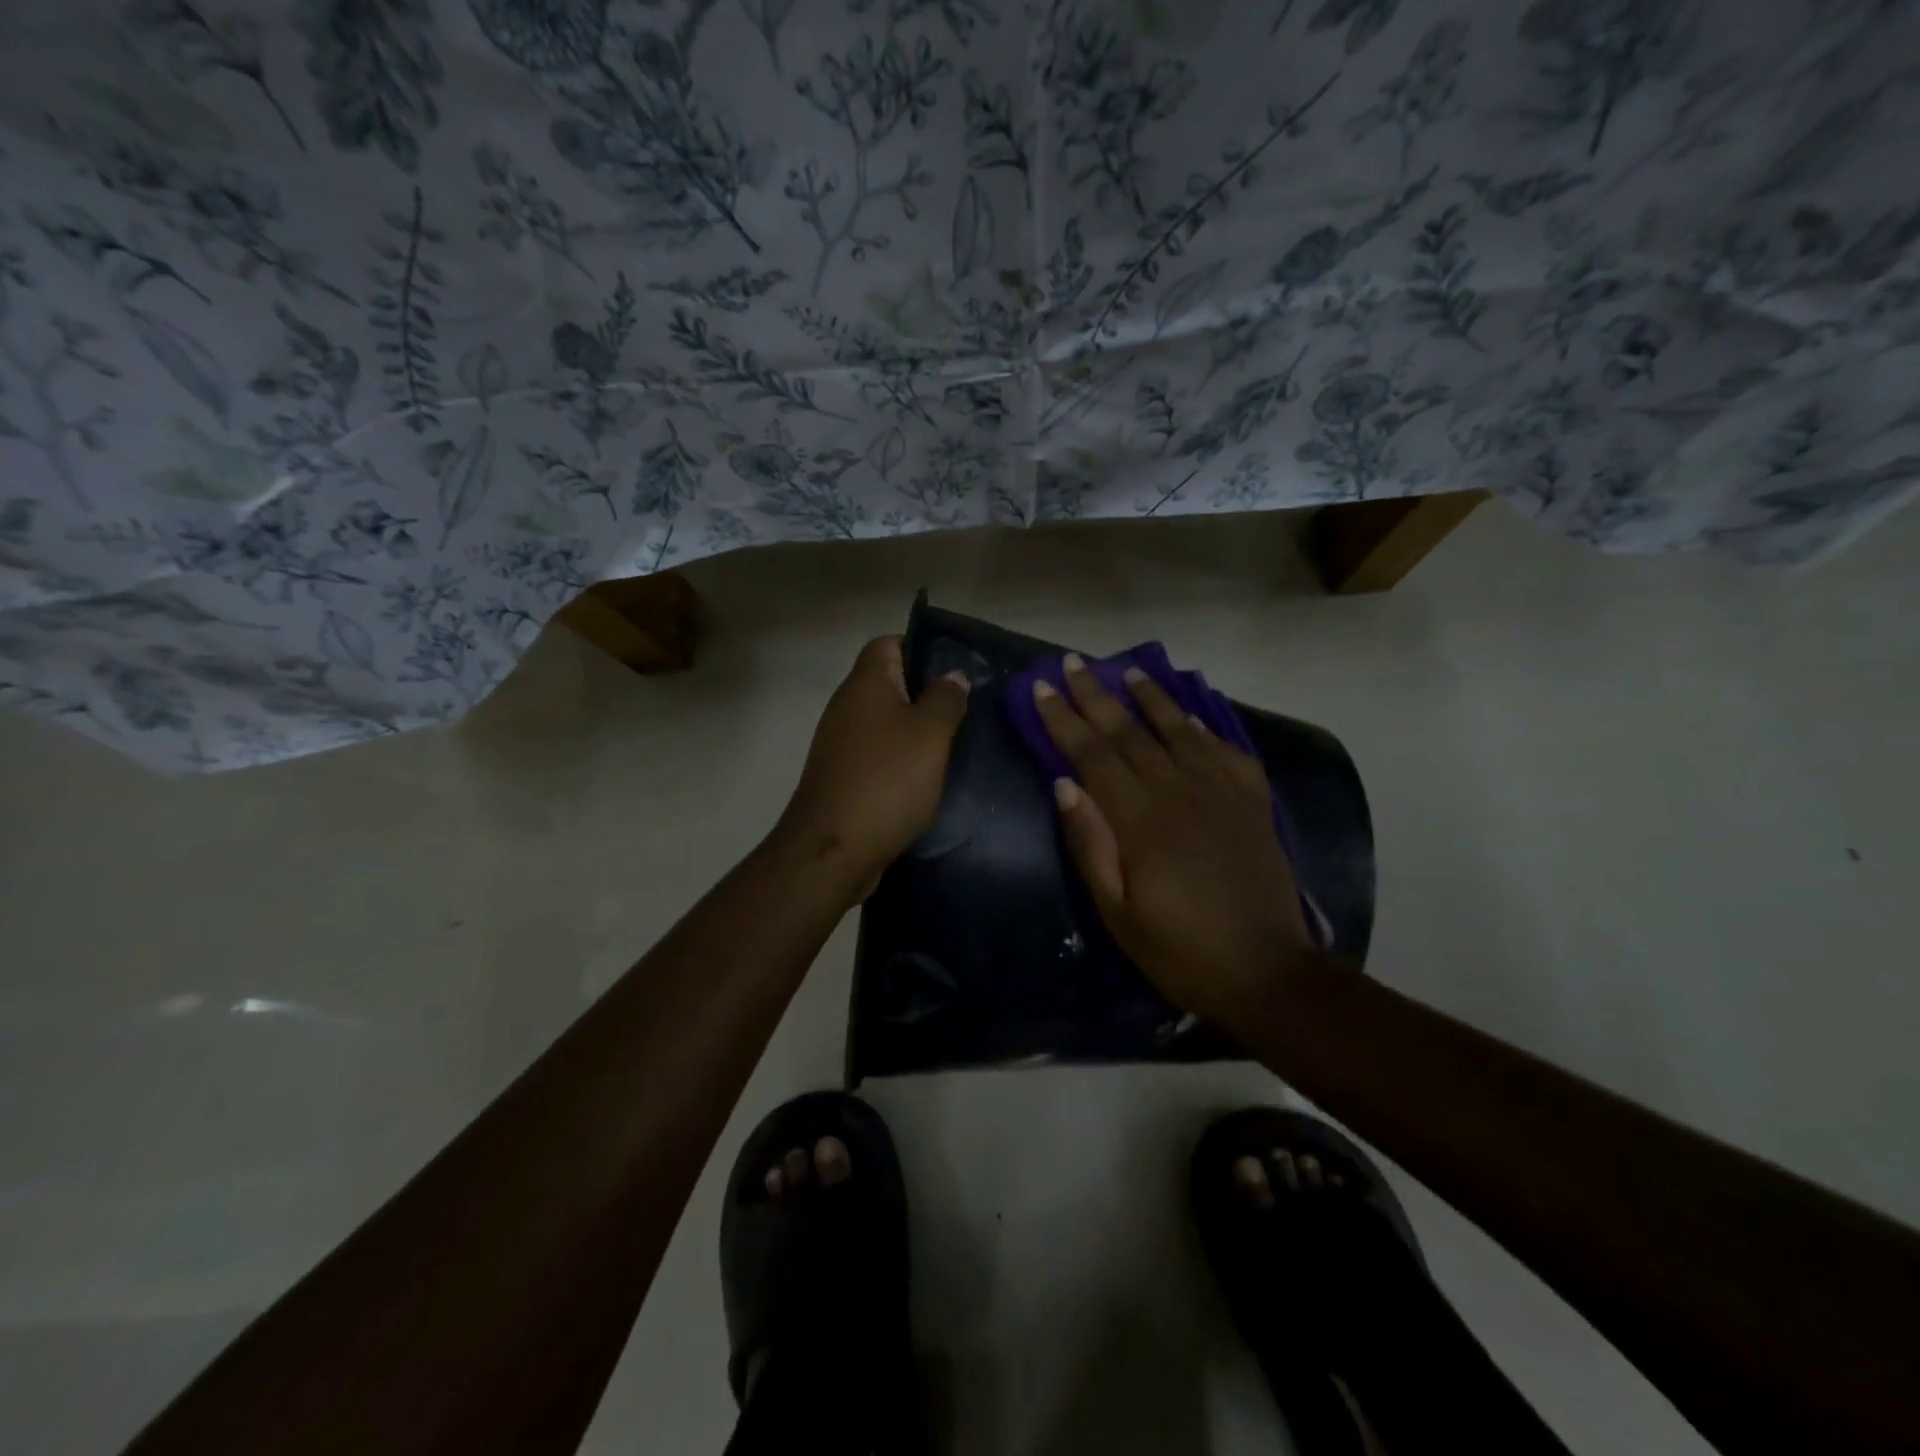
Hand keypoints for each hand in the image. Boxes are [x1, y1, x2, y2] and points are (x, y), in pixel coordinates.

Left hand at [774, 636, 970, 902]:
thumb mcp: (930, 734)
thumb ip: (945, 699)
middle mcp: (846, 705)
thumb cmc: (887, 779)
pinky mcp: (840, 775)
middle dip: (924, 693)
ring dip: (913, 730)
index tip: (953, 672)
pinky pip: (875, 753)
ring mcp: (839, 742)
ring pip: (883, 721)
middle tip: (961, 711)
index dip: (921, 648)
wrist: (833, 848)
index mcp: (865, 683)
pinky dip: (898, 759)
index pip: (888, 643)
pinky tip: (922, 778)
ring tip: (948, 746)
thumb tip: (951, 676)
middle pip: (887, 682)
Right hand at [1030, 655, 1316, 1031]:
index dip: (1065, 719)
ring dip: (1151, 698)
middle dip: (1097, 695)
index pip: (1093, 754)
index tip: (1043, 687)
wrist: (1267, 973)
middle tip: (1074, 663)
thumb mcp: (1118, 913)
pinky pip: (1226, 751)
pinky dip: (1204, 729)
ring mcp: (1222, 793)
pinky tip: (1190, 717)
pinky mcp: (1253, 803)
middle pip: (1131, 732)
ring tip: (1129, 671)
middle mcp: (1180, 791)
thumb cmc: (1180, 950)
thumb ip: (1091, 844)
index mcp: (1141, 820)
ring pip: (1179, 731)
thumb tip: (1064, 784)